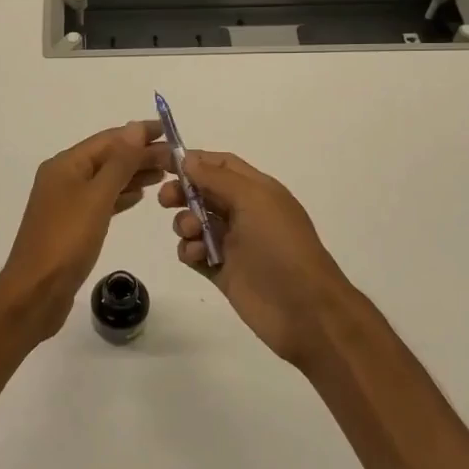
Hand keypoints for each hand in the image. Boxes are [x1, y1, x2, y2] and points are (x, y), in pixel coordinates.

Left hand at [0, 121, 167, 337]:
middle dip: (140, 154)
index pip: (109, 139)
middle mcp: (63, 177)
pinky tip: (139, 196)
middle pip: (107, 158)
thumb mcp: (97, 197)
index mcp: (65, 165)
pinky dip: (121, 195)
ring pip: (106, 179)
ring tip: (165, 173)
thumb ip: (119, 163)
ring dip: (134, 174)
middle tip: (176, 159)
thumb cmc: (67, 240)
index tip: (171, 132)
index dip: (139, 134)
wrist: (36, 291)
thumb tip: (136, 127)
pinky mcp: (72, 225)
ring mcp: (66, 202)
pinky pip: (101, 200)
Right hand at [159, 151, 358, 369]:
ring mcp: (233, 244)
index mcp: (258, 191)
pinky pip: (194, 253)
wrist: (304, 309)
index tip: (164, 163)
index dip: (195, 160)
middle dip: (182, 192)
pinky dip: (189, 251)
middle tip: (166, 200)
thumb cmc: (281, 246)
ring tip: (191, 233)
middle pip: (204, 192)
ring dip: (184, 222)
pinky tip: (196, 256)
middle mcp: (244, 213)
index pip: (222, 165)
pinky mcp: (222, 272)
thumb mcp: (253, 200)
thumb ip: (217, 178)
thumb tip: (187, 159)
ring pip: (195, 222)